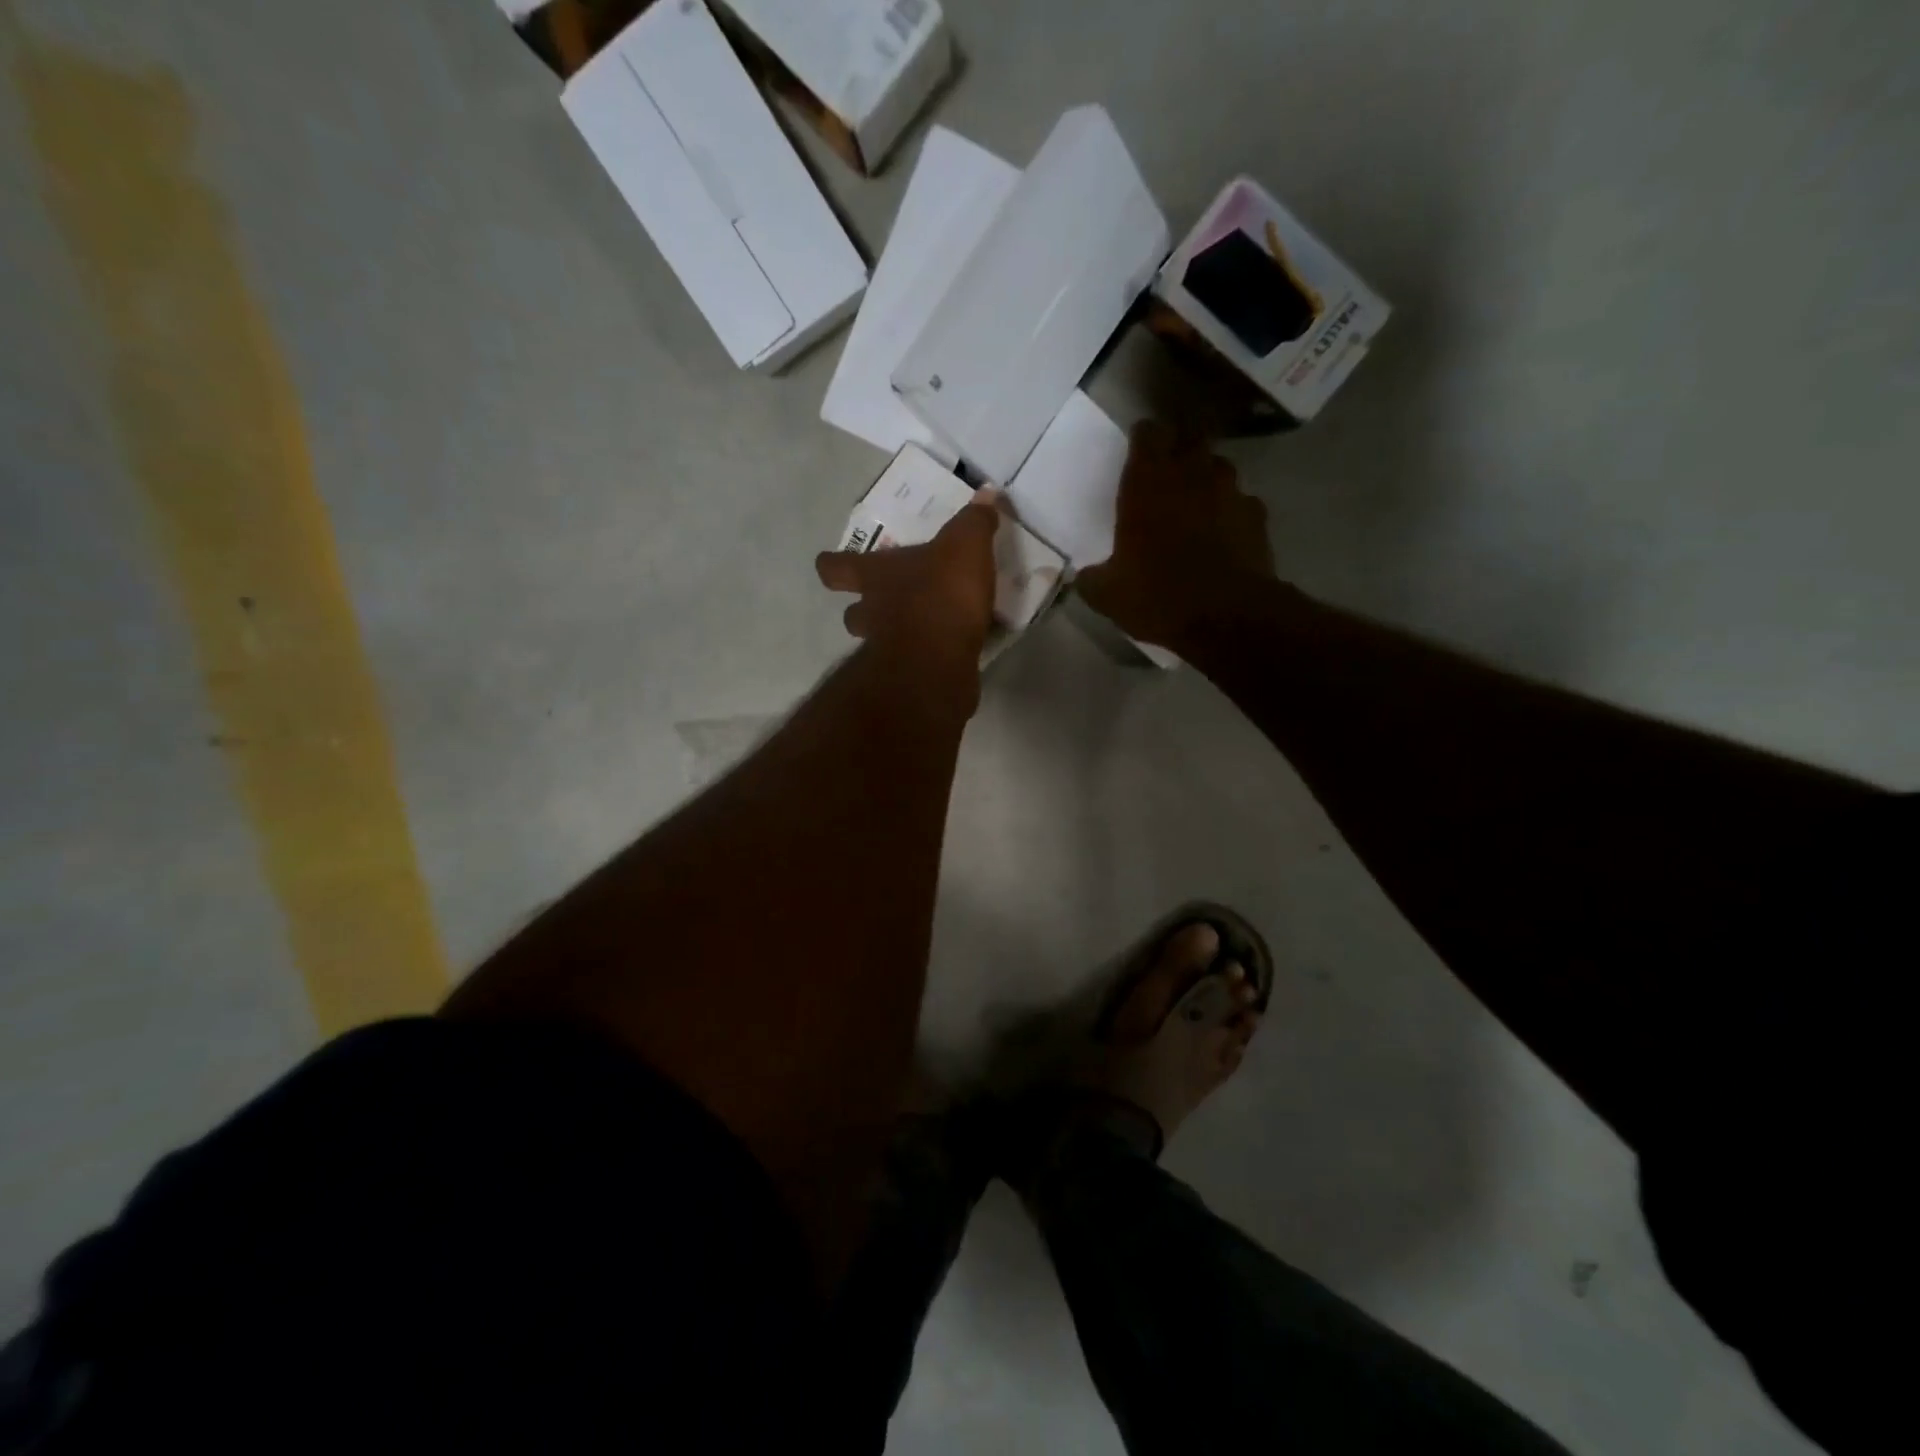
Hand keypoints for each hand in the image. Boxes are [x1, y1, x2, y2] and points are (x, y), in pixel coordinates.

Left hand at [816, 489, 1000, 669]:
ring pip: (876, 642)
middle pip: (853, 613)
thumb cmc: (941, 594)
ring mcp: (885, 650)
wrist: (939, 660)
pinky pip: (911, 663)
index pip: (836, 568)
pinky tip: (945, 652)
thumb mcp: (965, 546)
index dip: (832, 566)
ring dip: (892, 635)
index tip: (832, 565)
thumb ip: (974, 521)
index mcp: (876, 575)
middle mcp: (872, 612)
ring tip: (919, 629)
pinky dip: (923, 658)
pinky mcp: (909, 678)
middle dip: (863, 610)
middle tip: (885, 604)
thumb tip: (987, 493)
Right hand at [1077, 421, 1277, 651]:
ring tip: (1197, 502)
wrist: (1227, 616)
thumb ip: (1092, 579)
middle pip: (1190, 438)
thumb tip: (1084, 578)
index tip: (1138, 450)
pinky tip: (1224, 533)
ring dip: (1207, 478)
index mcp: (1147, 483)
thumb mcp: (1108, 595)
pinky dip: (1231, 511)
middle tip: (1167, 473)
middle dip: (1179, 449)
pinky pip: (1242, 501)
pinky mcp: (1257, 515)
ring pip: (1219, 466)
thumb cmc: (1158, 595)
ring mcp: (1230, 491)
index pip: (1148, 433)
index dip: (1143, 438)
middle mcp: (1191, 475)